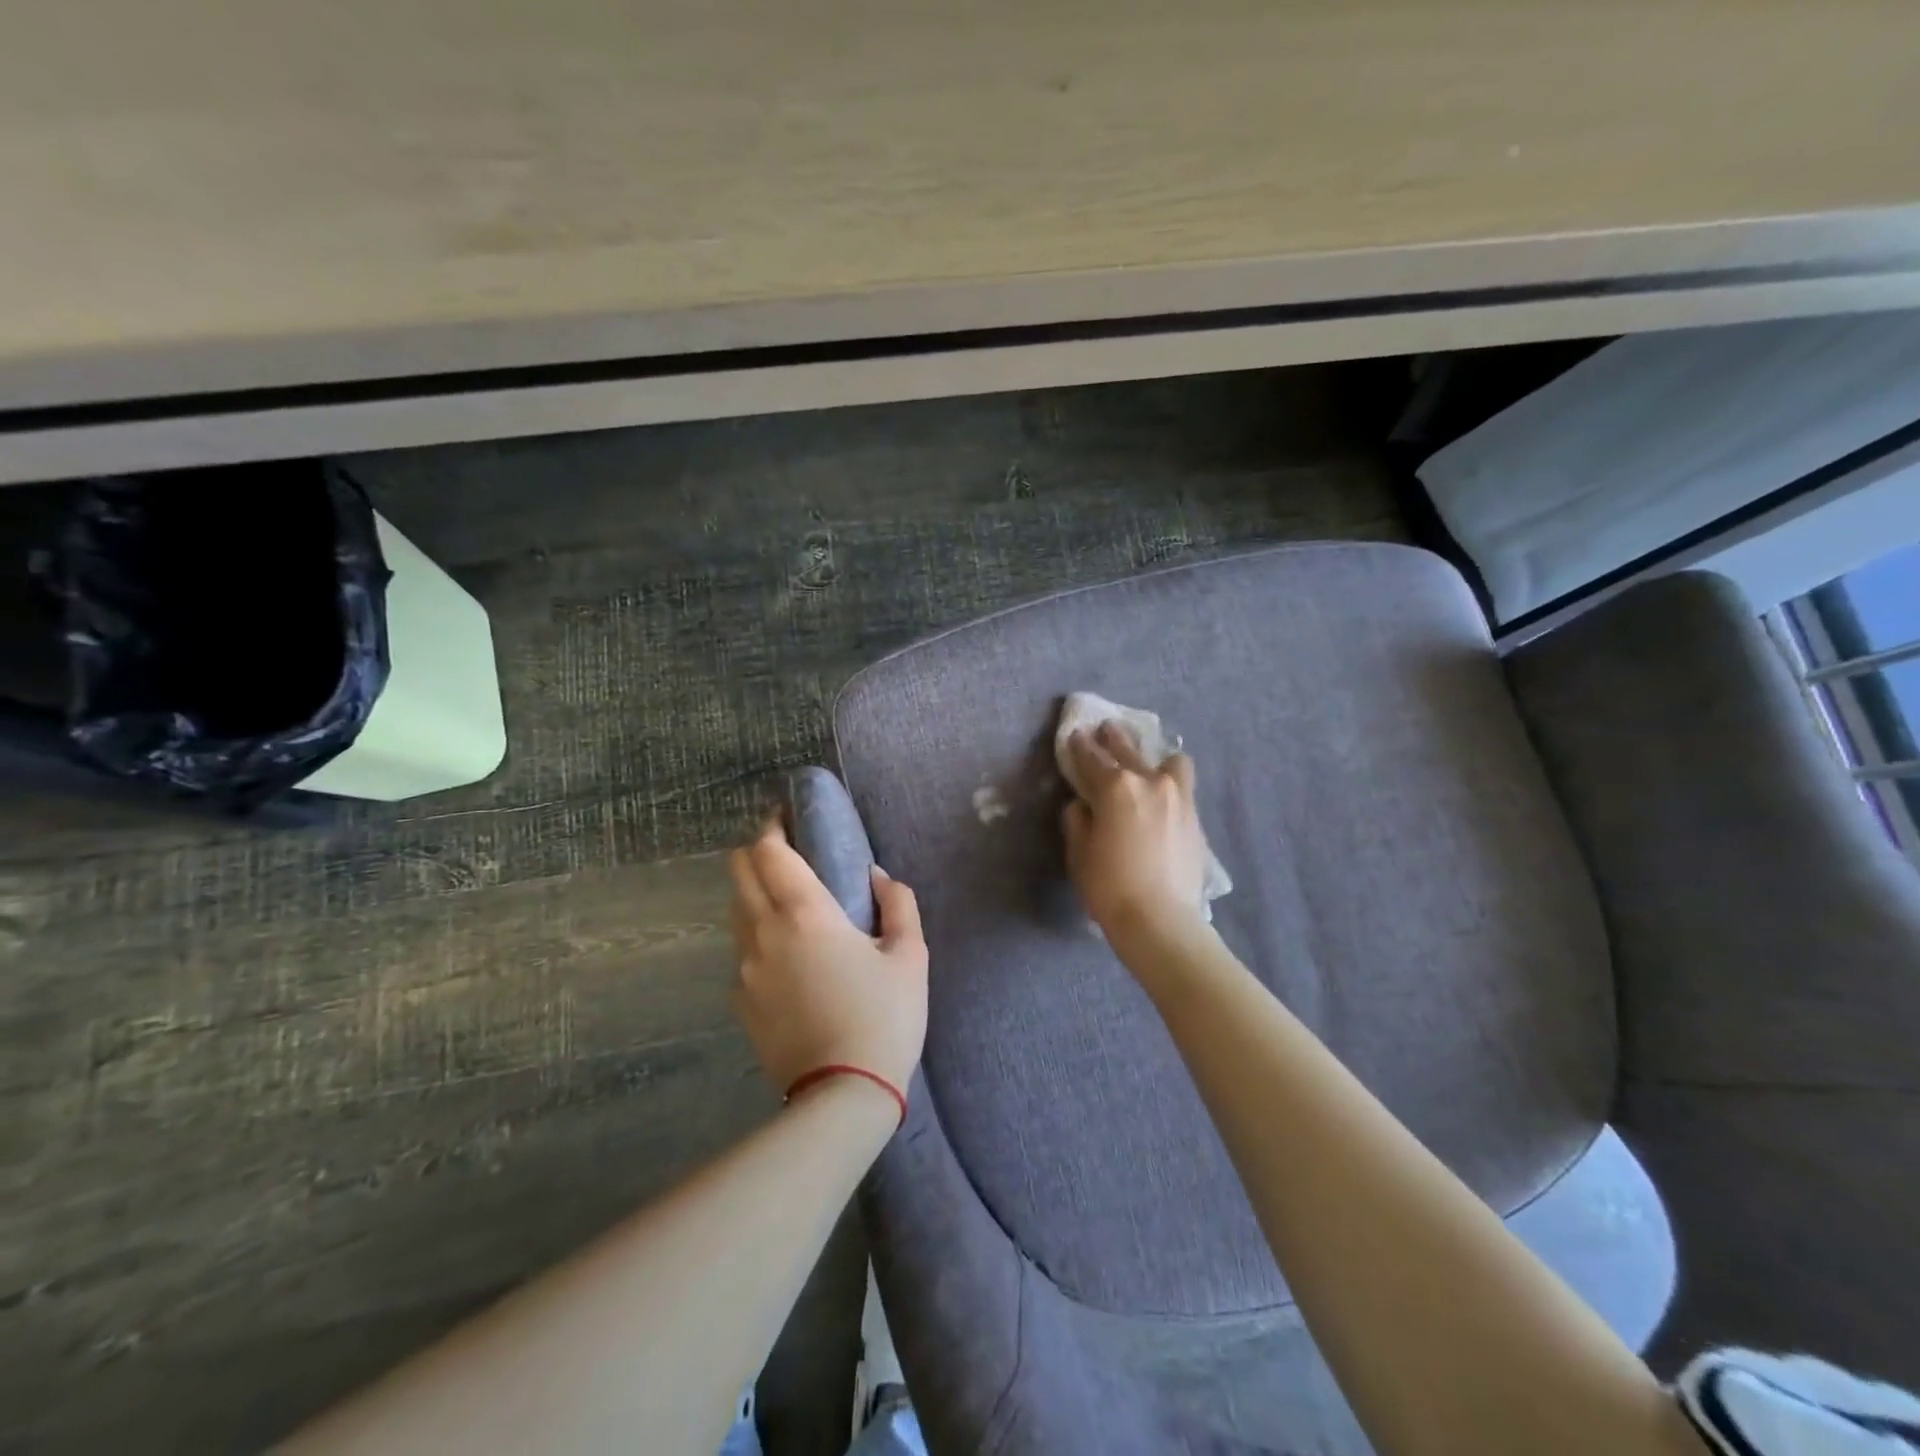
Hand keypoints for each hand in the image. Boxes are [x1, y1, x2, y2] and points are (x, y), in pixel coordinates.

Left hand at [729, 819, 928, 1097]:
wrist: (842, 1096)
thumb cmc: (884, 1018)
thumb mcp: (910, 956)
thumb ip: (898, 904)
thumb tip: (877, 878)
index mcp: (805, 913)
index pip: (768, 851)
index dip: (772, 826)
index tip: (787, 817)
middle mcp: (763, 932)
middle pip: (738, 871)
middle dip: (757, 852)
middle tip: (789, 854)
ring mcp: (745, 969)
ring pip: (737, 910)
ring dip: (756, 893)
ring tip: (791, 905)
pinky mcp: (740, 1001)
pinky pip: (743, 952)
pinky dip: (759, 937)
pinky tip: (790, 959)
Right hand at [1063, 722, 1208, 938]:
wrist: (1160, 919)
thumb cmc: (1109, 886)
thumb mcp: (1079, 853)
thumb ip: (1078, 820)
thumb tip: (1082, 805)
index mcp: (1115, 787)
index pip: (1091, 757)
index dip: (1079, 745)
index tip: (1074, 734)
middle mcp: (1149, 781)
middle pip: (1128, 749)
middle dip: (1113, 738)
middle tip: (1105, 730)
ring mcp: (1178, 796)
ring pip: (1168, 761)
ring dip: (1153, 757)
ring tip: (1147, 765)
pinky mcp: (1194, 816)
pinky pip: (1182, 785)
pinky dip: (1170, 782)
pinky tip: (1162, 794)